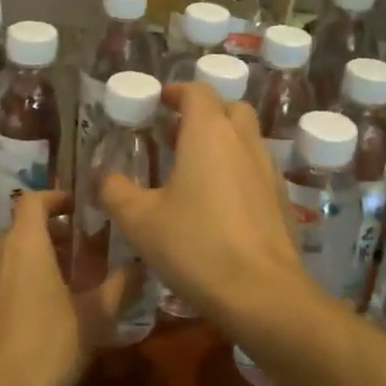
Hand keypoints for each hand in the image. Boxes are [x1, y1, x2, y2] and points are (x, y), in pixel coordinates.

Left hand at [0, 191, 127, 385]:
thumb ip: (120, 285)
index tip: (76, 207)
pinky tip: (31, 319)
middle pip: (19, 230)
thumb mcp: (97, 317)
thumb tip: (140, 264)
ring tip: (58, 284)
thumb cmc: (50, 348)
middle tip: (78, 250)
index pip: (32, 200)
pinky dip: (12, 288)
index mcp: (25, 247)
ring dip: (30, 261)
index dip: (54, 197)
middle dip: (48, 233)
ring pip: (4, 260)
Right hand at [99, 83, 308, 327]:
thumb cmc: (195, 245)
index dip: (177, 92)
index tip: (160, 102)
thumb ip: (116, 191)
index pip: (197, 92)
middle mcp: (243, 142)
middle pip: (229, 109)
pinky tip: (220, 204)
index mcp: (208, 133)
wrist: (262, 293)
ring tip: (195, 169)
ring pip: (247, 139)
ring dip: (223, 142)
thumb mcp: (139, 220)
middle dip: (205, 113)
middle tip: (177, 134)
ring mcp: (268, 170)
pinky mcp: (281, 200)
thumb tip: (104, 177)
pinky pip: (257, 170)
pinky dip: (238, 171)